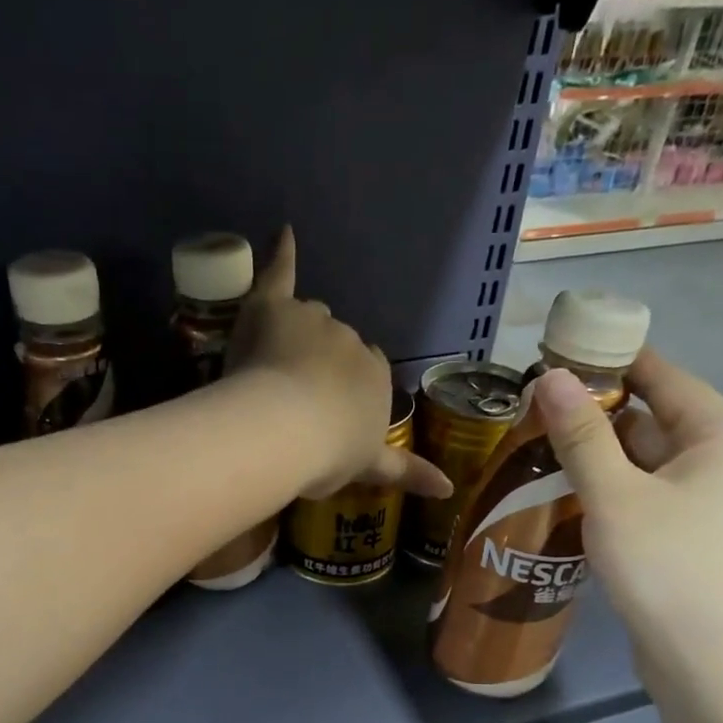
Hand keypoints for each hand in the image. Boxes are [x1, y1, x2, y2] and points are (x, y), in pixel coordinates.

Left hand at [228, 227, 450, 500]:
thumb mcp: (368, 467)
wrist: (285, 429)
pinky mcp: (276, 308)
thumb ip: (406, 472)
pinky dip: (282, 256)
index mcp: (377, 377)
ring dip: (298, 336)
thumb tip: (449, 489)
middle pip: (339, 346)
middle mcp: (353, 342)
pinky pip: (281, 274)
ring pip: (311, 320)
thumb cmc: (328, 454)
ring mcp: (316, 321)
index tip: (330, 412)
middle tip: (296, 399)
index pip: (368, 373)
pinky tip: (284, 233)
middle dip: (323, 365)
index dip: (347, 390)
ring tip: (272, 368)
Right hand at [532, 353, 722, 672]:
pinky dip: (607, 491)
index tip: (553, 353)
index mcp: (721, 435)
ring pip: (642, 463)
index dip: (609, 359)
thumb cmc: (669, 569)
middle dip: (593, 414)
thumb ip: (581, 435)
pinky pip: (643, 496)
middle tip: (528, 411)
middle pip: (651, 419)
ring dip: (594, 456)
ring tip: (532, 449)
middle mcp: (722, 461)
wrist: (712, 667)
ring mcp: (708, 503)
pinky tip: (562, 496)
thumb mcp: (615, 496)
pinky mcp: (689, 538)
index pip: (662, 375)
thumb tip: (548, 376)